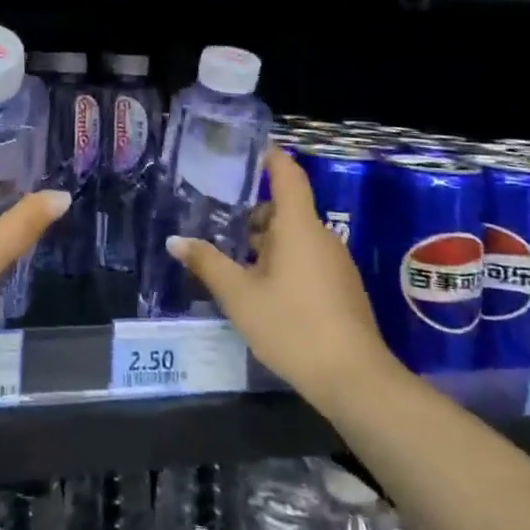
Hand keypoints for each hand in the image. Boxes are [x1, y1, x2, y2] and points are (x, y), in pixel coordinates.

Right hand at [166, 146, 402, 410]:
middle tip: (215, 218)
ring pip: (293, 237)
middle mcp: (320, 237)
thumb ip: (207, 263)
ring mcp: (334, 263)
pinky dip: (280, 261)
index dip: (269, 156)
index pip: (287, 174)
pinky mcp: (340, 288)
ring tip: (229, 258)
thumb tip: (175, 240)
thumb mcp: (239, 295)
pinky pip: (305, 259)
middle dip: (251, 212)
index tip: (244, 148)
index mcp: (298, 226)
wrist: (355, 380)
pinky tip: (258, 288)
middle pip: (284, 208)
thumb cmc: (292, 326)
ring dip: (263, 241)